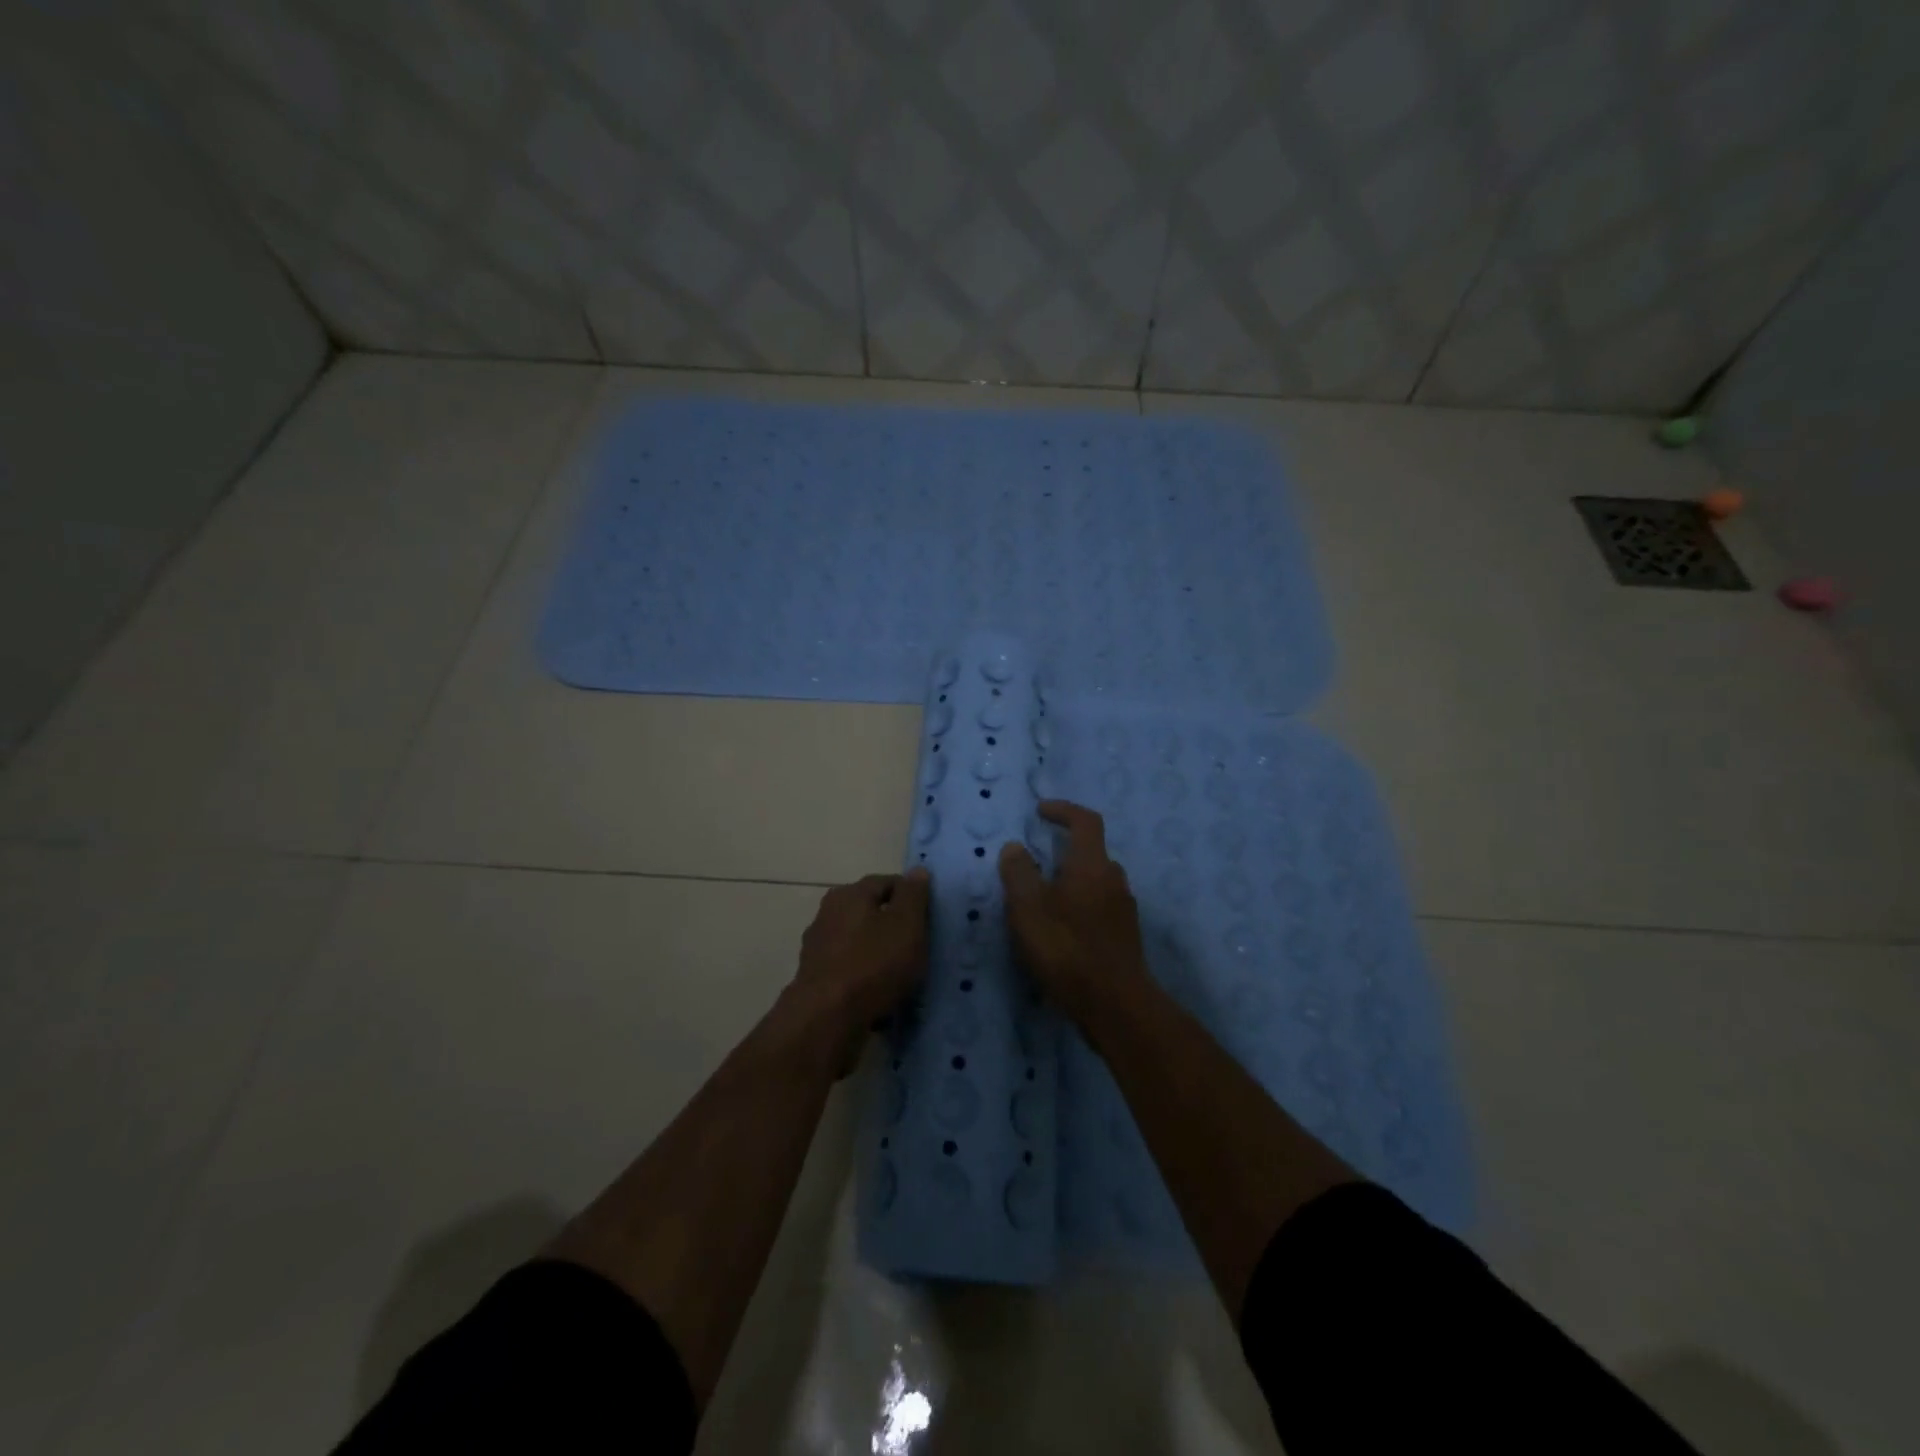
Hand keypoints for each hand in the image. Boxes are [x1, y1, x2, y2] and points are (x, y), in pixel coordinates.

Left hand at [788, 869, 931, 1072]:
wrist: (827, 1018)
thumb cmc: (873, 963)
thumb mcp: (906, 924)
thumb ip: (913, 895)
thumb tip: (917, 871)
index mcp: (849, 894)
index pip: (887, 882)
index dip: (911, 896)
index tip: (929, 918)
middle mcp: (828, 913)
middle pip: (870, 911)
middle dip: (894, 925)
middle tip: (919, 945)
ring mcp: (818, 947)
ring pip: (859, 941)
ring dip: (879, 952)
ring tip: (902, 973)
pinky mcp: (816, 978)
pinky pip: (850, 969)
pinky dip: (865, 975)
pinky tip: (880, 992)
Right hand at [999, 801, 1151, 1025]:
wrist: (1115, 1005)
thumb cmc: (1067, 948)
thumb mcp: (1028, 908)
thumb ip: (1019, 872)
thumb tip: (1015, 847)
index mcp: (1092, 865)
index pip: (1085, 821)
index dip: (1064, 810)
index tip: (1040, 811)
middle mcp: (1114, 880)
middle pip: (1091, 852)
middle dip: (1063, 851)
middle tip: (1034, 864)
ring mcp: (1124, 910)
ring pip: (1095, 882)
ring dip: (1071, 882)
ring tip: (1042, 902)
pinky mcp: (1124, 937)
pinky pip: (1100, 908)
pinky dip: (1079, 907)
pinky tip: (1060, 931)